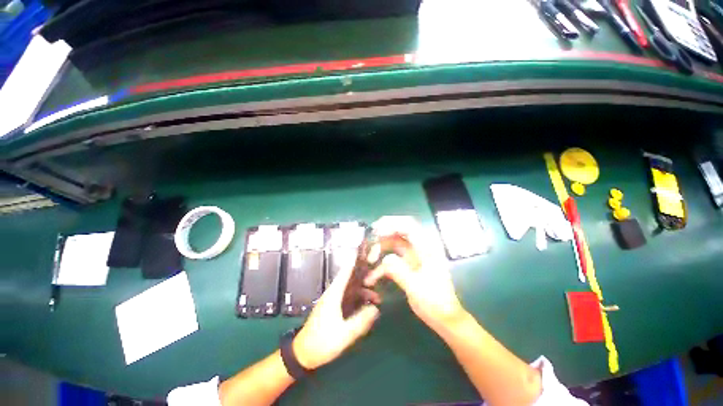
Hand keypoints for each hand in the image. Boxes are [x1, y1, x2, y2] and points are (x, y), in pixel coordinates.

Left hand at [292, 261, 380, 369]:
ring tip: (377, 299)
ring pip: (351, 289)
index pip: (347, 271)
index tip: (372, 261)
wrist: (303, 354)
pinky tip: (367, 308)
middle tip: (380, 284)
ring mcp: (333, 300)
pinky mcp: (334, 308)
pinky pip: (349, 298)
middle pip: (351, 279)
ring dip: (363, 291)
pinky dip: (358, 299)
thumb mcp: (343, 334)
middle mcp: (334, 292)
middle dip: (366, 279)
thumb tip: (376, 309)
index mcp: (334, 293)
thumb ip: (360, 321)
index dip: (358, 263)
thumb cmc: (322, 342)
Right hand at [364, 216, 465, 331]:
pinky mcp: (407, 266)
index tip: (376, 229)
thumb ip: (399, 270)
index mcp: (426, 248)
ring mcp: (413, 256)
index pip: (409, 225)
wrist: (444, 319)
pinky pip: (391, 259)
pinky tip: (371, 278)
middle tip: (369, 241)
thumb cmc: (435, 302)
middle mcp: (419, 248)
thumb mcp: (416, 287)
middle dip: (383, 234)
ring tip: (369, 260)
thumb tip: (383, 260)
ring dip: (380, 250)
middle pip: (399, 231)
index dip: (392, 223)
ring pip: (393, 244)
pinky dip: (381, 266)